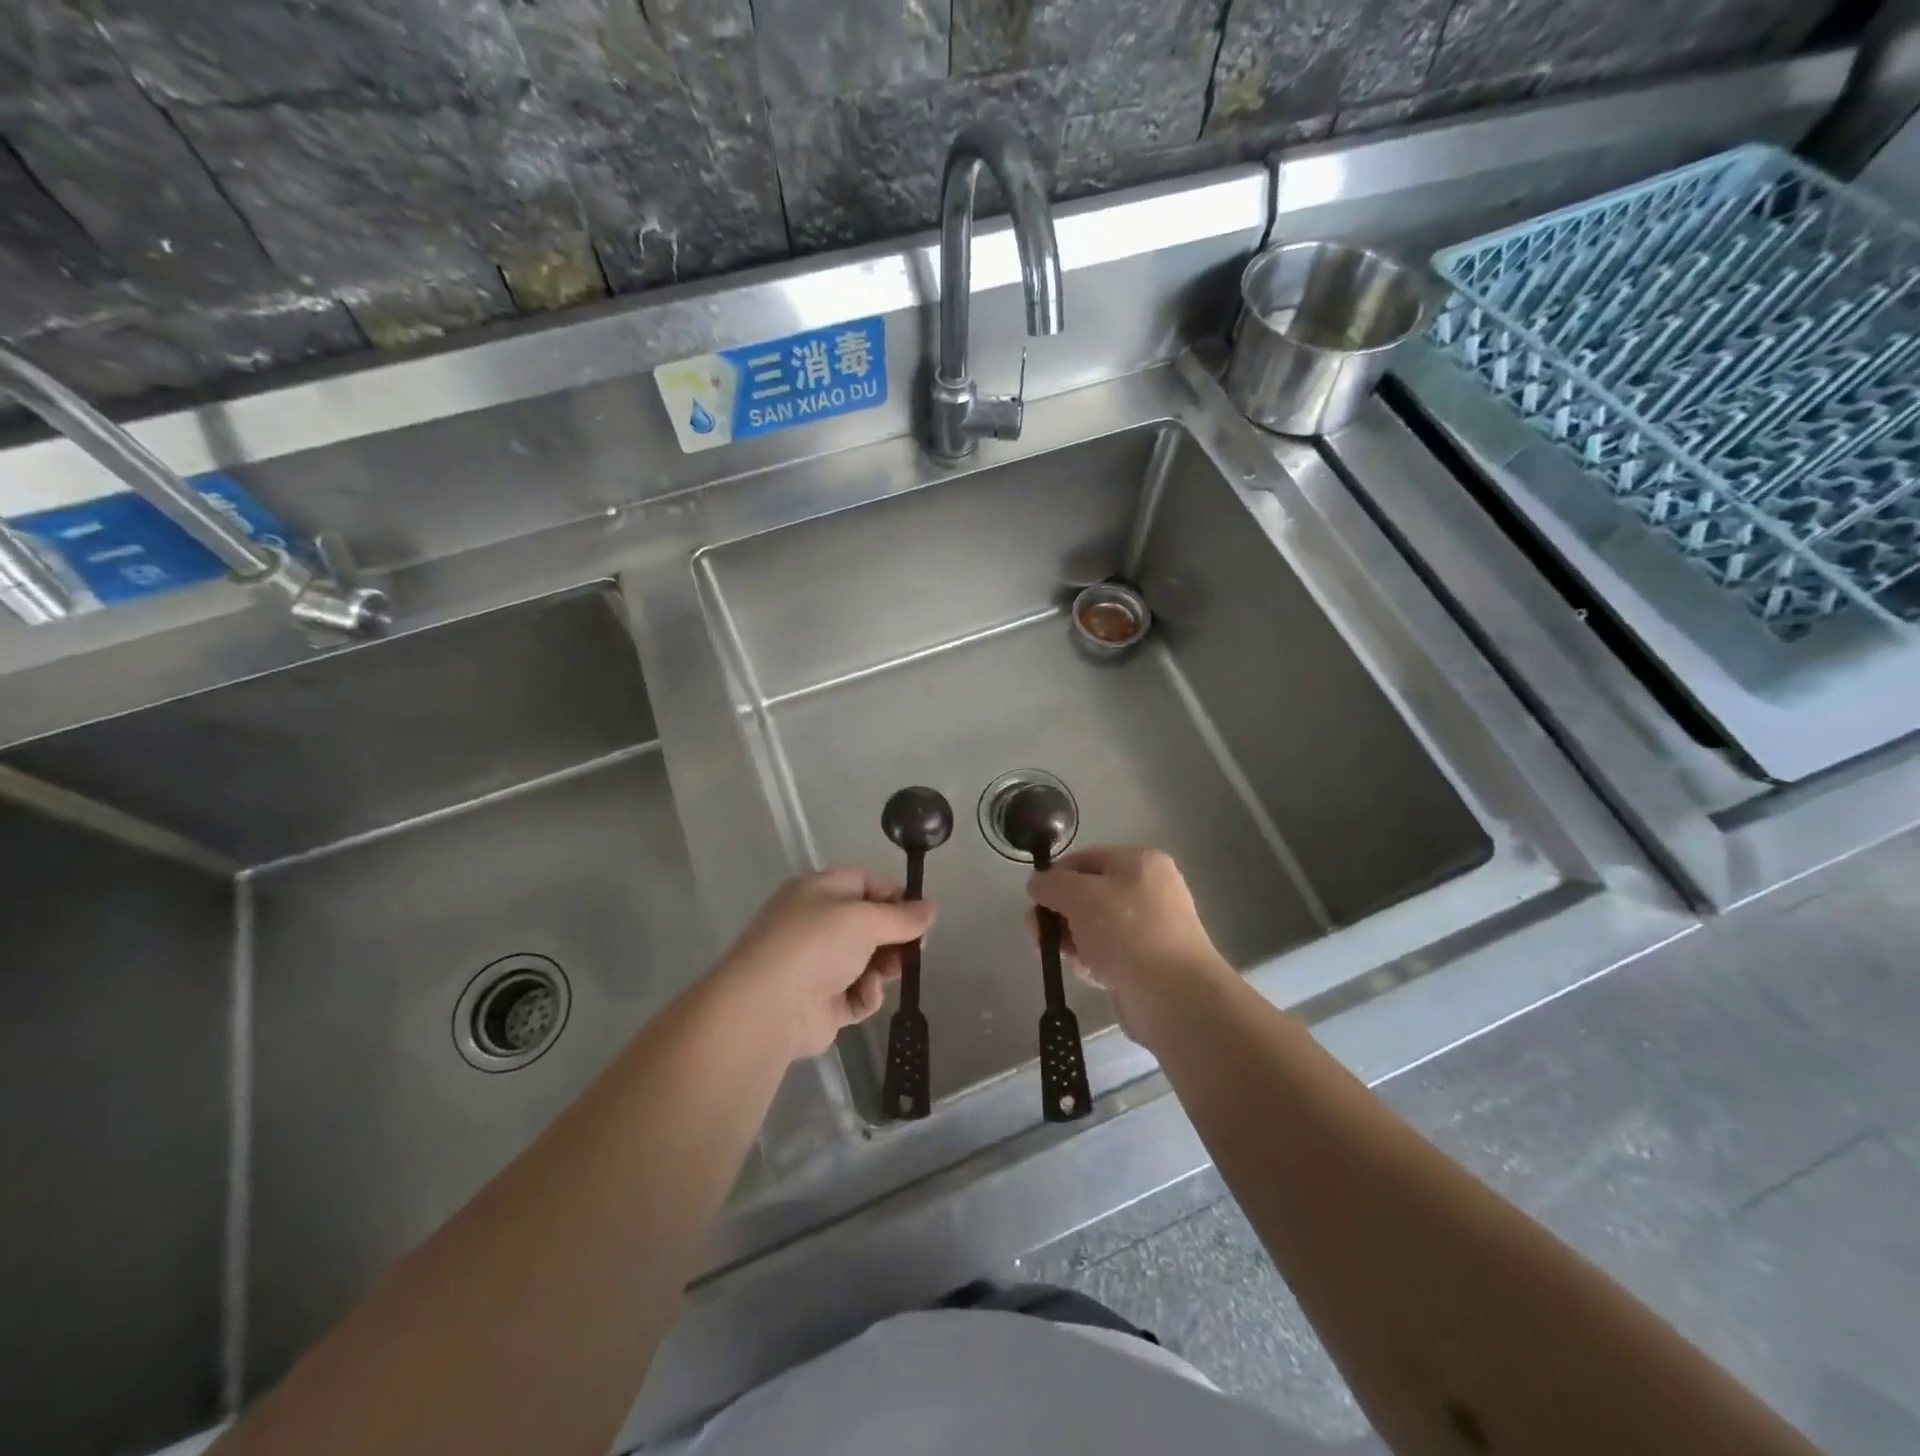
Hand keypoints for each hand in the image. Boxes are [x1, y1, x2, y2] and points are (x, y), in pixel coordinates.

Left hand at [715, 868, 935, 1060]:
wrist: (768, 1007)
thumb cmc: (816, 945)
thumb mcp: (865, 920)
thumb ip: (902, 916)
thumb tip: (931, 908)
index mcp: (817, 892)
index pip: (863, 882)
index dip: (893, 894)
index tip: (919, 913)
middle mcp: (814, 924)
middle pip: (867, 924)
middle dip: (894, 936)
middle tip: (917, 948)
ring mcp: (816, 965)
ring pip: (865, 960)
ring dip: (883, 967)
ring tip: (891, 972)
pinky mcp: (820, 1003)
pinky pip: (855, 994)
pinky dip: (865, 995)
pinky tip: (864, 994)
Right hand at [1027, 846, 1231, 1046]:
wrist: (1174, 996)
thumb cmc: (1126, 932)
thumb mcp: (1078, 895)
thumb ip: (1051, 884)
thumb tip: (1038, 885)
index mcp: (1140, 862)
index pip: (1085, 859)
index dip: (1056, 877)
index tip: (1035, 902)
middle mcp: (1149, 890)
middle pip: (1088, 895)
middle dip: (1059, 914)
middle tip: (1038, 935)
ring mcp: (1151, 928)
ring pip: (1095, 927)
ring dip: (1073, 941)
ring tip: (1068, 959)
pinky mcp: (1149, 962)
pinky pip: (1109, 954)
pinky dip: (1093, 962)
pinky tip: (1090, 975)